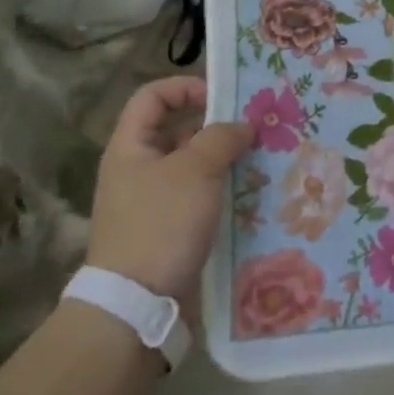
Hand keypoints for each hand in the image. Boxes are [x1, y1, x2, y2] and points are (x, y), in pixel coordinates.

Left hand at [86, 78, 249, 300]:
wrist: (138, 307)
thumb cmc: (162, 224)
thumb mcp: (196, 170)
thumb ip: (222, 137)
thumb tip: (242, 125)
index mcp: (131, 147)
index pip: (153, 96)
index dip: (185, 87)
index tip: (222, 97)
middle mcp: (138, 170)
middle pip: (177, 131)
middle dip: (216, 126)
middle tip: (255, 127)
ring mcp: (153, 202)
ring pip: (193, 167)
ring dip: (225, 161)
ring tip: (262, 159)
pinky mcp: (170, 231)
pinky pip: (199, 198)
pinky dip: (223, 192)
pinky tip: (253, 194)